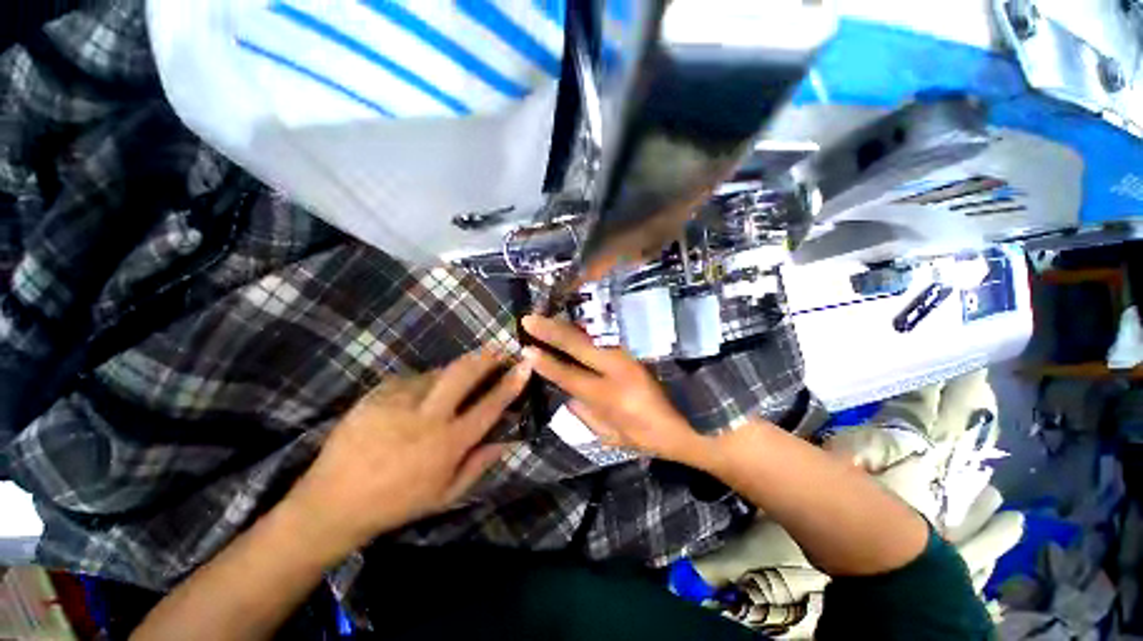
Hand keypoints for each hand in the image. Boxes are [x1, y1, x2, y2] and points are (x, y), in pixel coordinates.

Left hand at [281, 346, 531, 563]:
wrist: (333, 500)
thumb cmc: (397, 502)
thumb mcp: (446, 494)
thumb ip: (480, 464)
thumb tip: (507, 439)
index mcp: (447, 443)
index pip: (490, 405)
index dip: (512, 382)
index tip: (525, 365)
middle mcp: (427, 415)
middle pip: (464, 373)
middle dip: (487, 357)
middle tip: (499, 350)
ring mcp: (399, 400)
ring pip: (439, 371)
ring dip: (456, 371)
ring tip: (458, 381)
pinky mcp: (378, 392)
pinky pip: (413, 379)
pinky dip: (426, 382)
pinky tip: (420, 397)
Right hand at [521, 315, 707, 464]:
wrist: (697, 420)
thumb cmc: (653, 436)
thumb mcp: (616, 438)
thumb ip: (588, 417)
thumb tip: (567, 396)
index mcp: (610, 398)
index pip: (569, 376)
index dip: (546, 363)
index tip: (526, 349)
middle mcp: (619, 370)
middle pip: (579, 346)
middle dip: (551, 331)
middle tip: (529, 319)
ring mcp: (633, 354)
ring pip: (594, 333)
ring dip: (570, 324)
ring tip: (549, 315)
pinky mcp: (643, 345)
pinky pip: (611, 332)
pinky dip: (592, 325)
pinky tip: (579, 318)